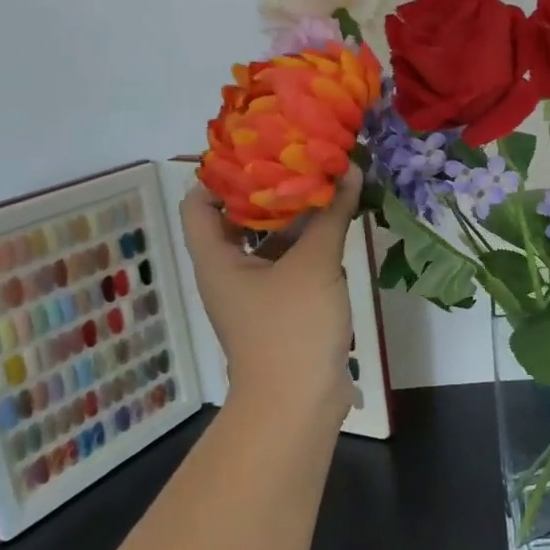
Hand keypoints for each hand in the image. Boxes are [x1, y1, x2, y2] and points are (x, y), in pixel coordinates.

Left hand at [180, 169, 361, 425]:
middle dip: (268, 189)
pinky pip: (291, 263)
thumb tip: (350, 169)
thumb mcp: (314, 264)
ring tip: (324, 180)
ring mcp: (257, 292)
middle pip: (238, 218)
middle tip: (299, 155)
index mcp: (216, 259)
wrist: (298, 403)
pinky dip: (309, 242)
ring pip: (269, 242)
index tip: (256, 147)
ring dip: (294, 215)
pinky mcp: (283, 307)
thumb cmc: (291, 328)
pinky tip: (338, 222)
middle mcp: (229, 271)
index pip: (198, 202)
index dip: (220, 173)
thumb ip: (331, 215)